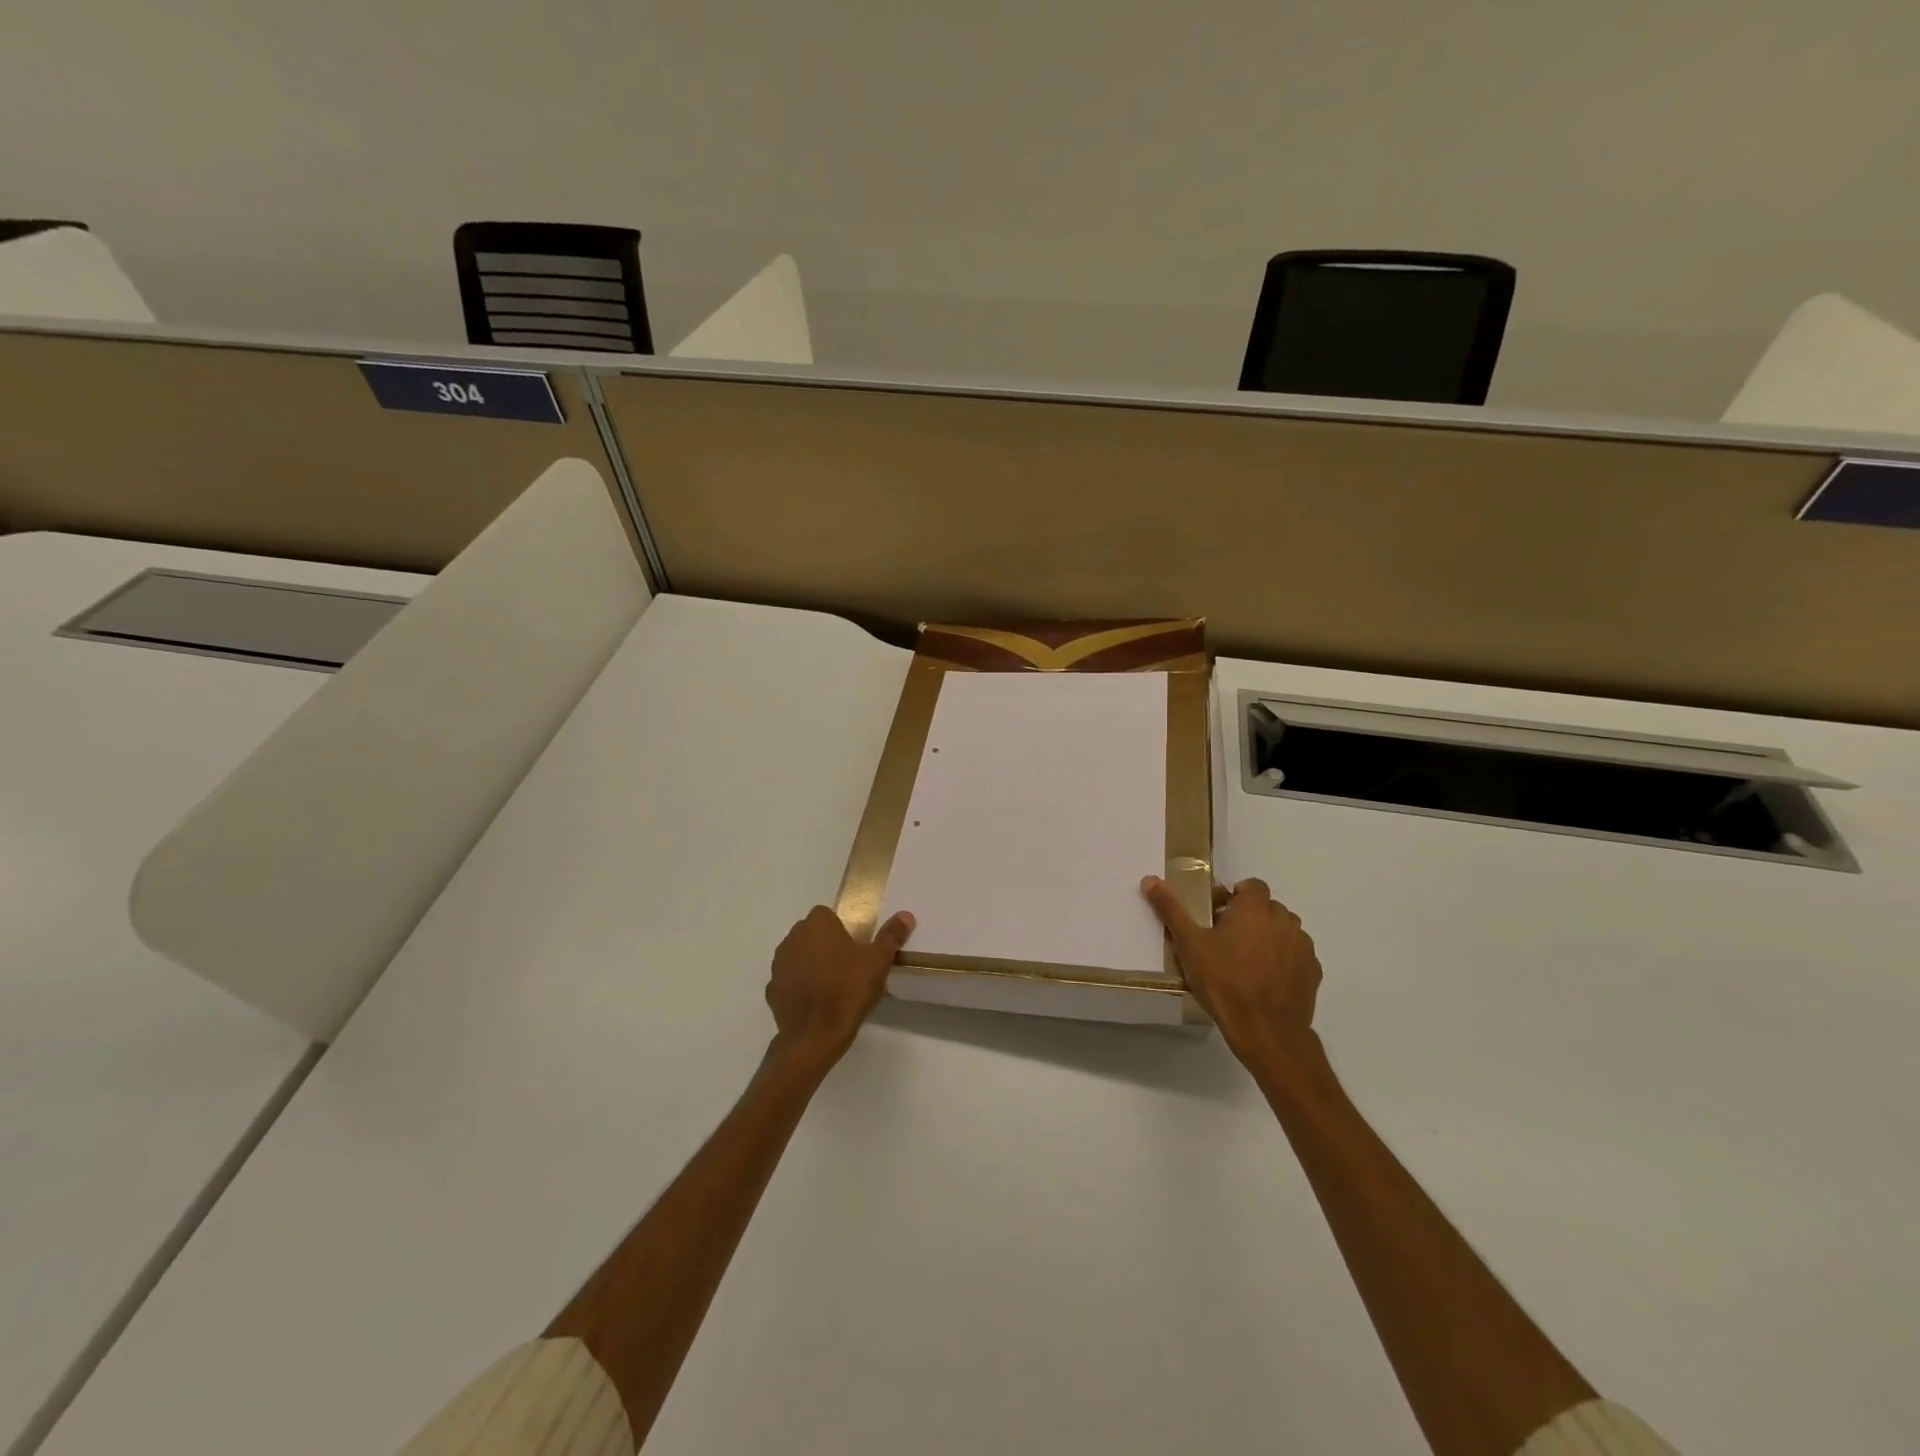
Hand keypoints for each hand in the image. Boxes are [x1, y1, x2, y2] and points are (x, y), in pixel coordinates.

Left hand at [764, 906, 914, 1071]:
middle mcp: (792, 938)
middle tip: (848, 966)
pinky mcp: (772, 990)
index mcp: (817, 925)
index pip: (827, 914)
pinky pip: (789, 981)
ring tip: (833, 985)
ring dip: (811, 964)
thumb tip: (906, 915)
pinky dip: (800, 987)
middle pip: (812, 934)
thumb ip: (891, 935)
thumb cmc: (848, 990)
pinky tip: (817, 1002)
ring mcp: (778, 965)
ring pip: (798, 956)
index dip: (841, 928)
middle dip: (826, 944)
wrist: (815, 1036)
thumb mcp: (878, 961)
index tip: (856, 947)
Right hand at [1142, 875, 1321, 1061]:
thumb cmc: (1223, 981)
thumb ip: (1171, 909)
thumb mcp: (1189, 944)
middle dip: (1249, 917)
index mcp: (1255, 908)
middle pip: (1267, 908)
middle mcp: (1284, 920)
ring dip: (1268, 937)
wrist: (1266, 1031)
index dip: (1235, 896)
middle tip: (1226, 941)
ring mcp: (1303, 946)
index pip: (1252, 886)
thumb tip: (1150, 880)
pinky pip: (1296, 955)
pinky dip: (1283, 960)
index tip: (1218, 915)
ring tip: (1247, 962)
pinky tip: (1266, 980)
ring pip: (1284, 931)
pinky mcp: (1313, 971)